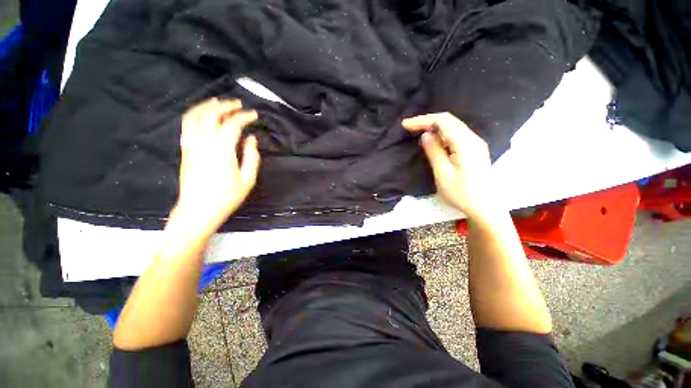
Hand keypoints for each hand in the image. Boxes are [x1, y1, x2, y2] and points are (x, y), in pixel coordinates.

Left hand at [172, 98, 259, 234]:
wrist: (198, 210)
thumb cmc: (227, 197)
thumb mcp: (248, 180)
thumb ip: (252, 157)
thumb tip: (251, 139)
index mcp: (222, 151)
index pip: (232, 125)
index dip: (244, 117)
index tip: (254, 115)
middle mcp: (203, 143)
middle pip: (211, 115)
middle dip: (226, 105)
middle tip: (238, 104)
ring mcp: (191, 145)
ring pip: (195, 116)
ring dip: (207, 106)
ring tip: (219, 102)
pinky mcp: (184, 149)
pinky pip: (186, 125)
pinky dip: (195, 114)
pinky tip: (203, 115)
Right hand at [402, 113, 497, 219]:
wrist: (484, 207)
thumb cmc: (462, 193)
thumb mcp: (443, 174)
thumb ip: (434, 152)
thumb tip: (426, 135)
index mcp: (466, 143)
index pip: (443, 121)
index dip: (423, 120)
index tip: (406, 125)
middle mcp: (472, 139)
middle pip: (449, 121)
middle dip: (427, 121)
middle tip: (409, 127)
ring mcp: (474, 144)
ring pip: (452, 127)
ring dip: (433, 127)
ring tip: (417, 132)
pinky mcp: (473, 150)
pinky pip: (455, 135)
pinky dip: (440, 134)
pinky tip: (432, 140)